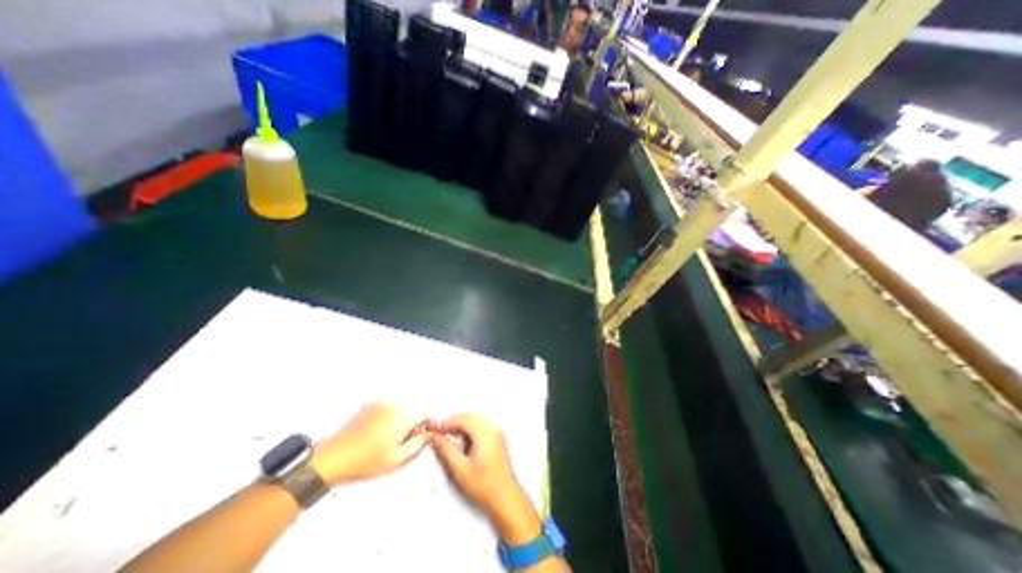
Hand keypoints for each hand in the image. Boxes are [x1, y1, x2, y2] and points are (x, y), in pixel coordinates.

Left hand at [306, 404, 427, 488]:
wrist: (331, 458)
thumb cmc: (366, 462)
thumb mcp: (397, 460)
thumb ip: (419, 444)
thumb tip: (429, 434)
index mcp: (403, 415)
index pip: (426, 413)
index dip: (427, 426)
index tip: (421, 438)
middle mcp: (394, 404)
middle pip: (412, 411)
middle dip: (411, 425)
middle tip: (400, 444)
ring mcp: (380, 403)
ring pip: (399, 411)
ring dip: (399, 422)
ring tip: (385, 442)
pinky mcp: (368, 406)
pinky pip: (386, 410)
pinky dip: (386, 419)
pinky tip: (374, 436)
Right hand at [430, 414, 540, 544]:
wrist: (506, 498)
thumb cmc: (484, 486)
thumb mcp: (460, 469)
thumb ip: (446, 450)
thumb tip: (435, 437)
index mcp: (485, 433)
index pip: (463, 419)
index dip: (447, 423)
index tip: (435, 431)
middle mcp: (492, 428)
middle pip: (470, 417)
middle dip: (454, 423)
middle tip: (440, 434)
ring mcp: (497, 432)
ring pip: (475, 421)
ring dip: (461, 426)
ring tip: (449, 438)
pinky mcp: (498, 439)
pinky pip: (481, 426)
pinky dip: (470, 430)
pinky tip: (463, 443)